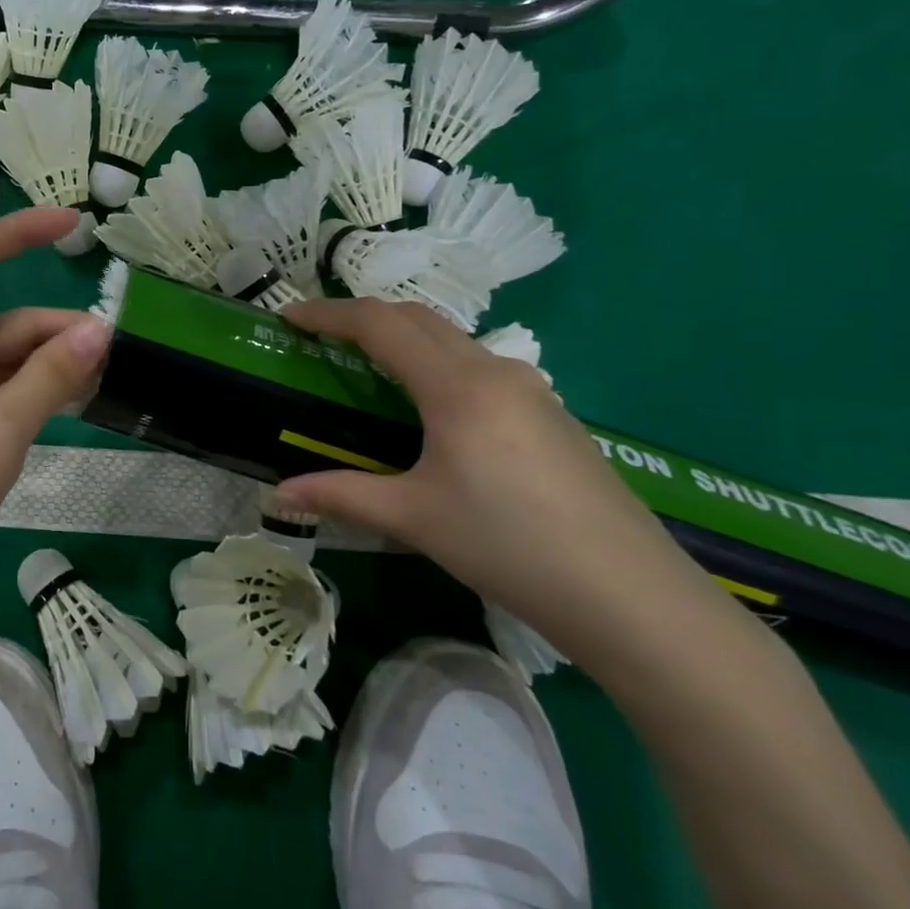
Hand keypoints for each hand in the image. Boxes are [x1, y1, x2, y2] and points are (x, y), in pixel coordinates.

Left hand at [0, 207, 111, 614]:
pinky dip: (42, 391)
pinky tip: (75, 404)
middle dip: (61, 331)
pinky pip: (9, 391)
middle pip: (10, 321)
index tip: (76, 226)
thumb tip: (101, 326)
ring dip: (56, 364)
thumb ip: (53, 372)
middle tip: (114, 354)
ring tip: (102, 382)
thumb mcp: (3, 423)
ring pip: (14, 360)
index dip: (22, 232)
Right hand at [276, 298, 726, 668]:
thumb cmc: (509, 546)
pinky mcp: (551, 414)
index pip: (379, 325)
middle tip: (321, 336)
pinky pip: (480, 367)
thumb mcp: (415, 518)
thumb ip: (342, 495)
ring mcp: (531, 389)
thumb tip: (279, 495)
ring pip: (453, 339)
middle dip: (363, 316)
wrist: (630, 595)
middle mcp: (494, 371)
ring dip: (405, 337)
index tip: (289, 315)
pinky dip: (438, 363)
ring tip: (369, 364)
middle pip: (417, 318)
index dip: (328, 313)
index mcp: (456, 386)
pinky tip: (433, 408)